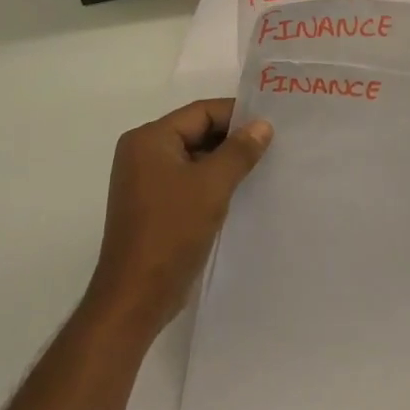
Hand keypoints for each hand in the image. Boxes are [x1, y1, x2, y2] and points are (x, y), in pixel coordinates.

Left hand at [86, 99, 273, 334]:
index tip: (270, 123)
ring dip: (224, 162)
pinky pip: (188, 180)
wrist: (136, 296)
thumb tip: (263, 125)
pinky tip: (241, 191)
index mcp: (149, 139)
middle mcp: (143, 152)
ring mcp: (146, 180)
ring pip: (194, 158)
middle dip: (232, 139)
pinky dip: (212, 182)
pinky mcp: (153, 205)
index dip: (236, 115)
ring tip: (263, 167)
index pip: (200, 112)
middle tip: (272, 145)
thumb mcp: (212, 186)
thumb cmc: (171, 232)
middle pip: (196, 132)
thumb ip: (239, 152)